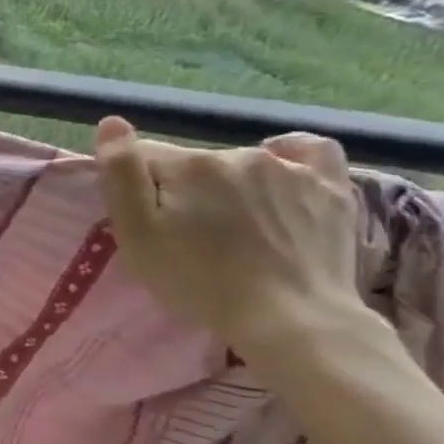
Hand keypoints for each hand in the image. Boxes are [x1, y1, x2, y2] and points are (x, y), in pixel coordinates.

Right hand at [92, 117, 367, 355]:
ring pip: (239, 165)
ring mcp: (290, 169)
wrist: (291, 320)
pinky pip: (310, 151)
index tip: (143, 222)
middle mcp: (238, 154)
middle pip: (191, 164)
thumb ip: (120, 174)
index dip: (135, 187)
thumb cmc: (199, 281)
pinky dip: (290, 155)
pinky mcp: (331, 189)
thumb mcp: (136, 235)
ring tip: (233, 228)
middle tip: (186, 235)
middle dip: (182, 190)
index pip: (143, 157)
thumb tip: (113, 123)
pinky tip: (281, 172)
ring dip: (228, 186)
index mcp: (188, 165)